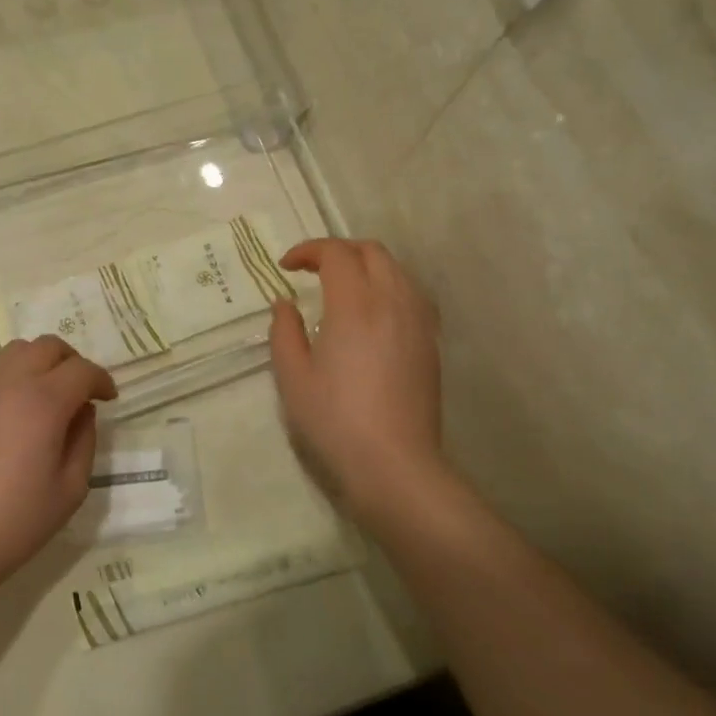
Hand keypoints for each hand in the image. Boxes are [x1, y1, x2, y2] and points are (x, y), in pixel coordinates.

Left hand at [0, 335, 115, 592]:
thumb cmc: (16, 522)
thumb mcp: (71, 489)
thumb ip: (85, 439)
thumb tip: (82, 410)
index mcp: (42, 403)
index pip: (81, 370)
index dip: (101, 380)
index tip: (108, 398)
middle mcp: (9, 383)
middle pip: (48, 346)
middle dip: (73, 362)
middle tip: (81, 391)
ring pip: (17, 351)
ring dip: (40, 362)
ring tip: (47, 395)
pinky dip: (13, 377)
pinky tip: (15, 412)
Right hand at [269, 239, 444, 524]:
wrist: (395, 465)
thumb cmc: (335, 421)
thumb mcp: (293, 378)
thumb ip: (284, 332)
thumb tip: (285, 304)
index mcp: (354, 306)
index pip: (336, 254)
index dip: (308, 251)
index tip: (286, 267)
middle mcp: (392, 302)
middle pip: (372, 251)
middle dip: (339, 250)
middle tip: (313, 270)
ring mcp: (418, 321)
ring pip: (397, 269)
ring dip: (366, 265)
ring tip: (342, 287)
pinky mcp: (430, 342)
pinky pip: (412, 294)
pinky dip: (388, 286)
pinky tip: (373, 313)